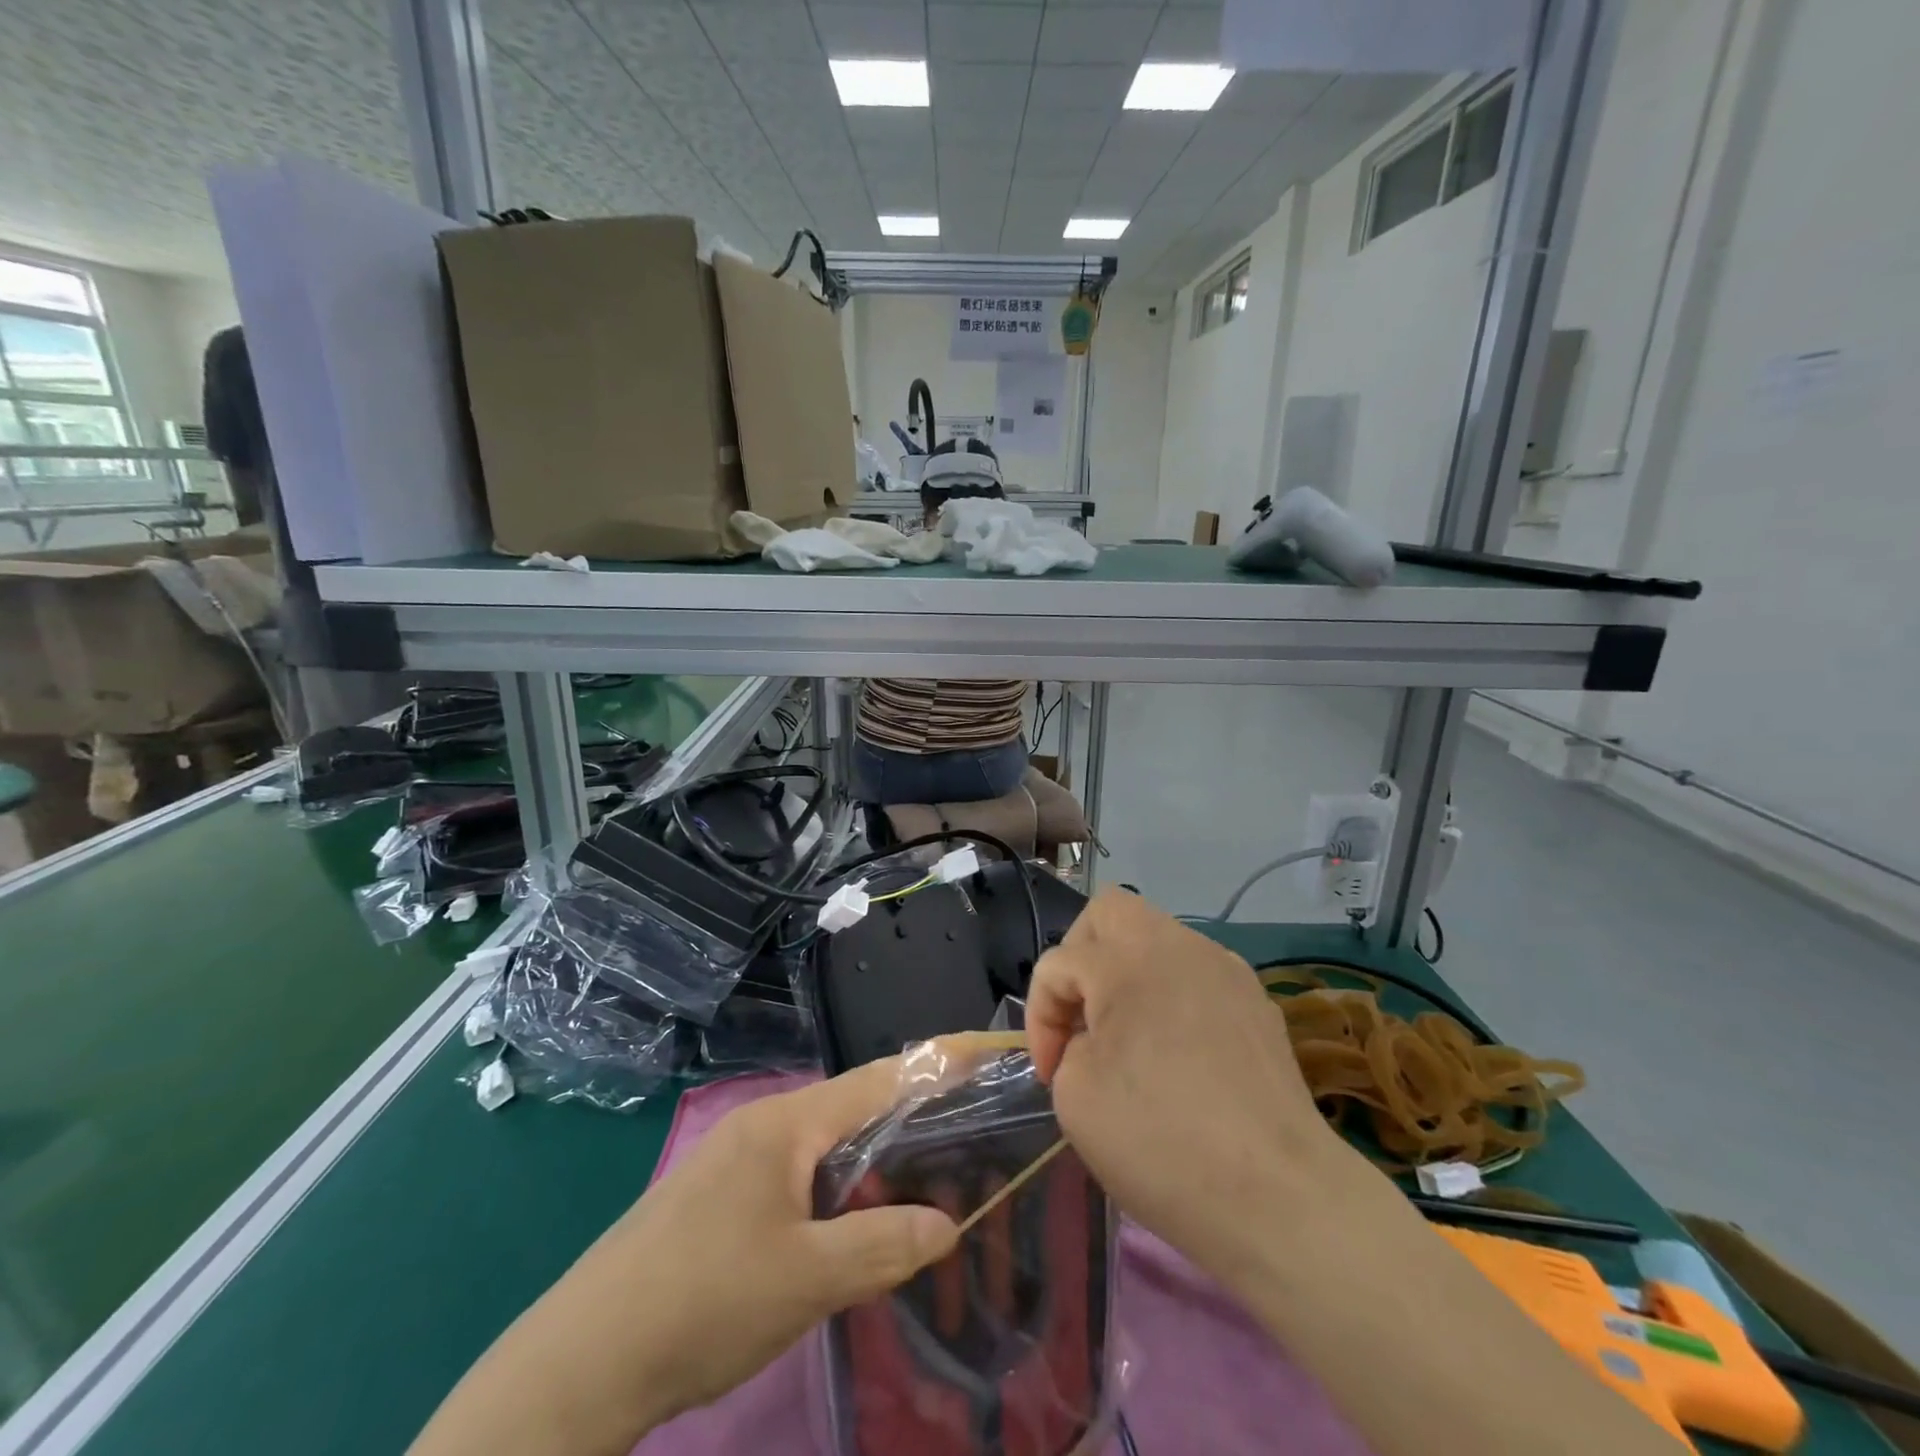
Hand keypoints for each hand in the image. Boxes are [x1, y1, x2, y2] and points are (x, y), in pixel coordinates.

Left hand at [618, 1060, 960, 1415]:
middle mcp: (765, 1126)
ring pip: (828, 1150)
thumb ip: (884, 1245)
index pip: (880, 1078)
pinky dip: (842, 1193)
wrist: (579, 1363)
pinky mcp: (722, 1199)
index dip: (939, 1062)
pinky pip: (801, 1179)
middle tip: (972, 1137)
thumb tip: (948, 1223)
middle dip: (915, 1122)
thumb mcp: (806, 1279)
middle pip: (856, 1109)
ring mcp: (738, 1161)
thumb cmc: (702, 1303)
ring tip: (928, 1187)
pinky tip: (858, 1228)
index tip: (987, 1049)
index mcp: (787, 1124)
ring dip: (877, 1166)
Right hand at [1026, 888, 1358, 1282]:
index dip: (1039, 1018)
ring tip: (1128, 1036)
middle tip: (1081, 1016)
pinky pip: (1195, 974)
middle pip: (1109, 912)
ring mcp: (1224, 968)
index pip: (1058, 964)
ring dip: (1128, 973)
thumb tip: (1095, 1038)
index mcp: (1125, 962)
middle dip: (1080, 956)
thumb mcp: (1075, 1096)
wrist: (1279, 1197)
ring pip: (1157, 937)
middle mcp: (1177, 946)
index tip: (1051, 1074)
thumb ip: (1069, 1044)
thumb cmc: (1161, 1142)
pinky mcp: (1256, 1000)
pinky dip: (1171, 996)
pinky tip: (1178, 1053)